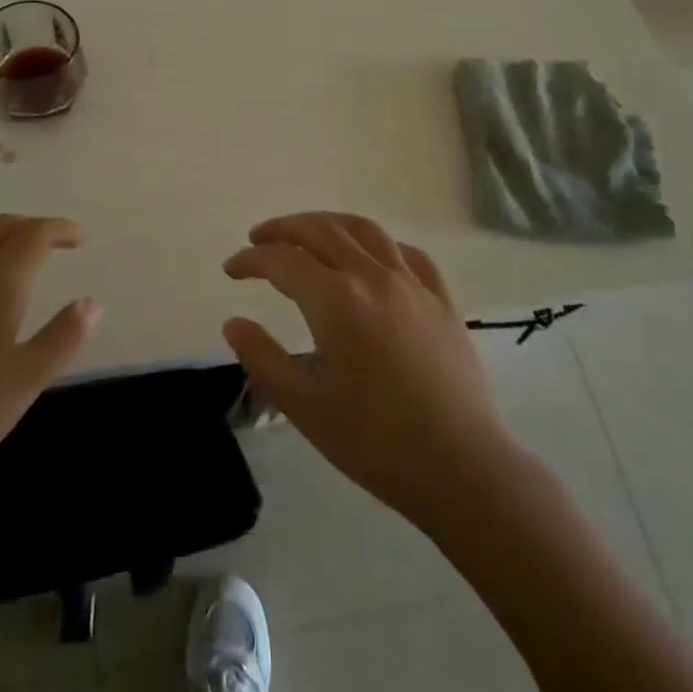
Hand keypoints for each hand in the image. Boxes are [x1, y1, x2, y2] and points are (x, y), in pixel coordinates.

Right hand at [222, 212, 517, 532]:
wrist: (462, 468)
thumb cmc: (375, 442)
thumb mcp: (305, 407)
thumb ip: (263, 358)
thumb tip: (233, 322)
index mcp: (336, 301)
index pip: (283, 261)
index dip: (251, 259)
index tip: (231, 269)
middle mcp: (373, 277)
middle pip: (321, 230)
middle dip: (283, 228)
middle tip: (258, 238)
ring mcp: (412, 284)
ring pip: (365, 230)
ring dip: (329, 223)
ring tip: (308, 232)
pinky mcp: (442, 299)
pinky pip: (408, 253)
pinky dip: (379, 244)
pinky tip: (371, 258)